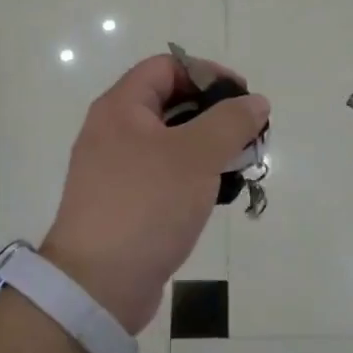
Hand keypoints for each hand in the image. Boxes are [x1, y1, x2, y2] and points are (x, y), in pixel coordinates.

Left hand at [41, 55, 269, 334]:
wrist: (97, 285)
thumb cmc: (147, 205)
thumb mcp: (196, 156)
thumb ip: (230, 122)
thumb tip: (255, 101)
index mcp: (121, 107)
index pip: (166, 66)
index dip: (207, 73)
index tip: (242, 97)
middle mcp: (112, 131)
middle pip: (169, 102)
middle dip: (213, 113)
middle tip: (247, 134)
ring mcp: (115, 168)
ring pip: (169, 141)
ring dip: (206, 147)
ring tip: (239, 166)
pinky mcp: (123, 202)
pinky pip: (162, 173)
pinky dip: (191, 175)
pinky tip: (216, 195)